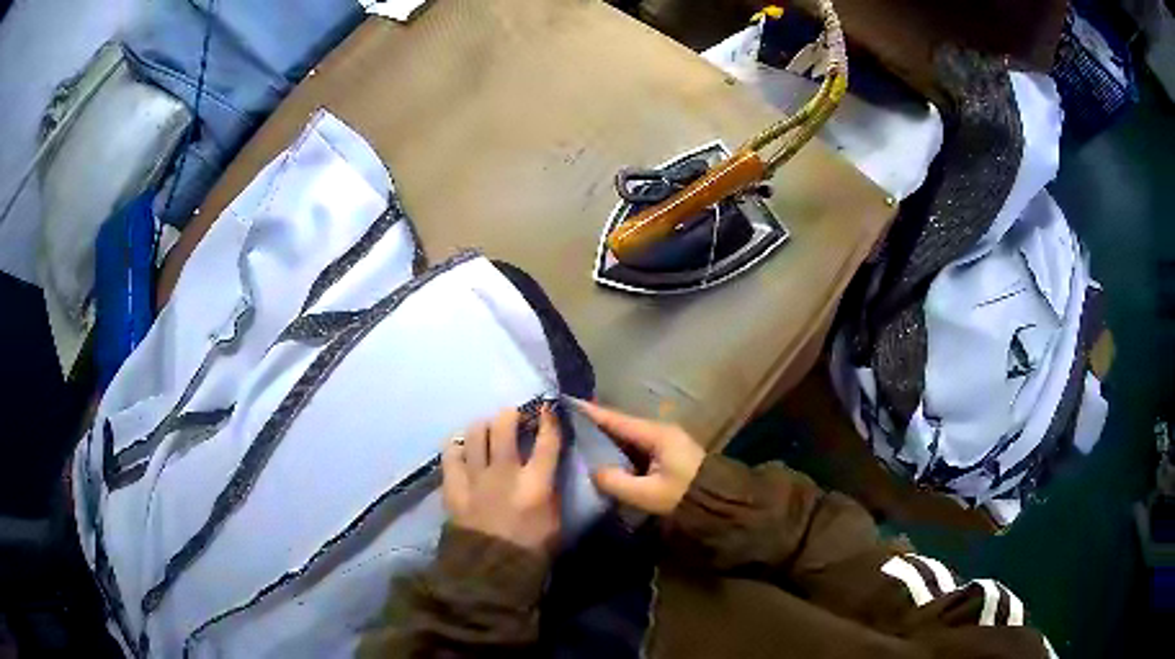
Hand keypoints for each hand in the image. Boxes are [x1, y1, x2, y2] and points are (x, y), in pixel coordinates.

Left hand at [441, 406, 561, 551]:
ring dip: (484, 426)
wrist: (489, 572)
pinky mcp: (453, 486)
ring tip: (487, 430)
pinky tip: (463, 448)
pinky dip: (457, 446)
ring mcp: (475, 478)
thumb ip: (551, 490)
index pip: (547, 441)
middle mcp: (504, 473)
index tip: (547, 409)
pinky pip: (451, 454)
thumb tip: (548, 468)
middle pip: (504, 426)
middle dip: (510, 415)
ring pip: (476, 433)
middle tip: (513, 418)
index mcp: (535, 485)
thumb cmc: (530, 550)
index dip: (549, 420)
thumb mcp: (554, 521)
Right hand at [574, 399, 704, 515]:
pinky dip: (618, 449)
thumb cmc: (684, 496)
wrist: (719, 504)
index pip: (617, 419)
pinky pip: (635, 447)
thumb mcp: (648, 494)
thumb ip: (616, 482)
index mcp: (656, 434)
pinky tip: (603, 456)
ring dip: (606, 437)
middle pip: (621, 425)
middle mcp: (659, 432)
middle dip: (595, 424)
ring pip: (627, 436)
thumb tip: (593, 471)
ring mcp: (664, 442)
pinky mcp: (666, 454)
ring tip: (578, 438)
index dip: (592, 412)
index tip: (567, 402)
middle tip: (566, 422)